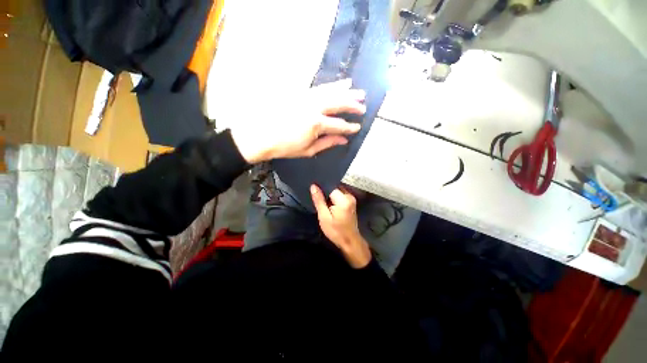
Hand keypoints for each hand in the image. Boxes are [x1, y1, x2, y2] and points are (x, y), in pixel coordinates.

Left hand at [230, 79, 365, 163]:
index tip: (358, 127)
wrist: (259, 135)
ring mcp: (306, 97)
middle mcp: (313, 106)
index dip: (350, 127)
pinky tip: (340, 84)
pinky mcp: (299, 92)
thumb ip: (328, 143)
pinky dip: (332, 85)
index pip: (339, 125)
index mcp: (316, 123)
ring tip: (357, 90)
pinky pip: (319, 87)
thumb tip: (343, 140)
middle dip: (353, 105)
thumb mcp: (308, 150)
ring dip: (346, 91)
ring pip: (331, 91)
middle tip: (363, 107)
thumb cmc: (284, 147)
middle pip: (338, 103)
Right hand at [311, 184, 371, 268]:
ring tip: (321, 198)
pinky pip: (340, 194)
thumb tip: (313, 186)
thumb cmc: (336, 231)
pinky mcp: (351, 201)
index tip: (313, 187)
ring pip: (337, 190)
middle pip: (334, 187)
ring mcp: (351, 198)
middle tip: (316, 194)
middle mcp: (349, 196)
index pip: (330, 186)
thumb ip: (319, 200)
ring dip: (329, 194)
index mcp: (343, 200)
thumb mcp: (324, 217)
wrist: (350, 241)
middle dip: (325, 190)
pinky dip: (333, 196)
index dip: (321, 186)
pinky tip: (328, 202)